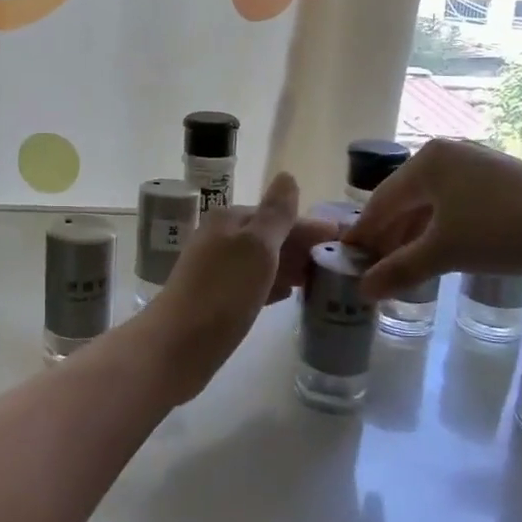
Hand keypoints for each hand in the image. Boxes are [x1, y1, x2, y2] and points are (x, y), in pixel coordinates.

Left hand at [141, 172, 334, 404]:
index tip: (343, 239)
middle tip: (339, 263)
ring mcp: (215, 270)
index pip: (277, 215)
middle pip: (269, 237)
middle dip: (302, 247)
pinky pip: (252, 284)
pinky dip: (273, 284)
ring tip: (321, 279)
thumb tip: (287, 176)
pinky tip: (289, 295)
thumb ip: (275, 214)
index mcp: (228, 220)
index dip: (309, 227)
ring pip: (261, 261)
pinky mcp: (215, 300)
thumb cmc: (223, 292)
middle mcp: (219, 239)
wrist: (178, 345)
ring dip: (290, 266)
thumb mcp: (256, 247)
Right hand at [343, 139, 521, 299]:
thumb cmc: (502, 231)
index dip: (363, 233)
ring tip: (402, 266)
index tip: (347, 260)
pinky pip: (454, 204)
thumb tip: (362, 292)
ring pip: (429, 204)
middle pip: (403, 200)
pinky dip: (439, 229)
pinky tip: (438, 252)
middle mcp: (446, 155)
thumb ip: (399, 270)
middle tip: (373, 269)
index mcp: (426, 161)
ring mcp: (475, 164)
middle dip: (388, 236)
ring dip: (413, 235)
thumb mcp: (444, 253)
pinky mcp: (499, 180)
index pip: (380, 201)